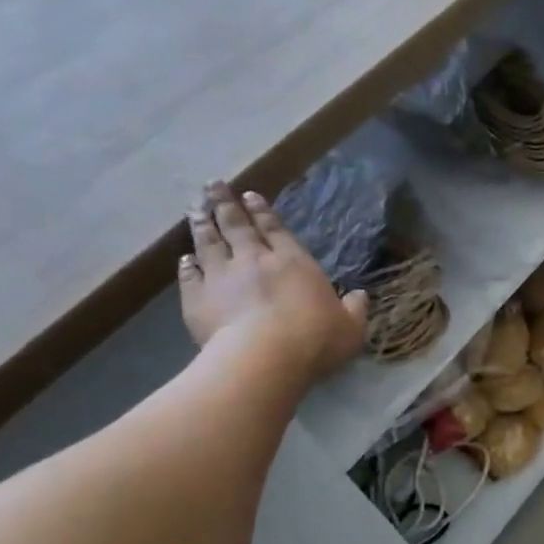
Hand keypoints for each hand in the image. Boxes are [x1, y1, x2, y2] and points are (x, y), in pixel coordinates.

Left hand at [178, 180, 368, 379]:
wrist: (265, 357)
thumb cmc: (315, 339)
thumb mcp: (350, 328)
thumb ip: (354, 309)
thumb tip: (359, 296)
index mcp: (293, 262)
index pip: (275, 229)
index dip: (262, 211)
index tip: (249, 195)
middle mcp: (254, 260)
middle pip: (236, 226)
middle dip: (225, 204)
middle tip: (213, 186)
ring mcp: (221, 277)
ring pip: (208, 243)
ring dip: (201, 225)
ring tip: (194, 210)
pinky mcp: (197, 298)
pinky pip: (189, 276)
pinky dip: (186, 265)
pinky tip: (184, 259)